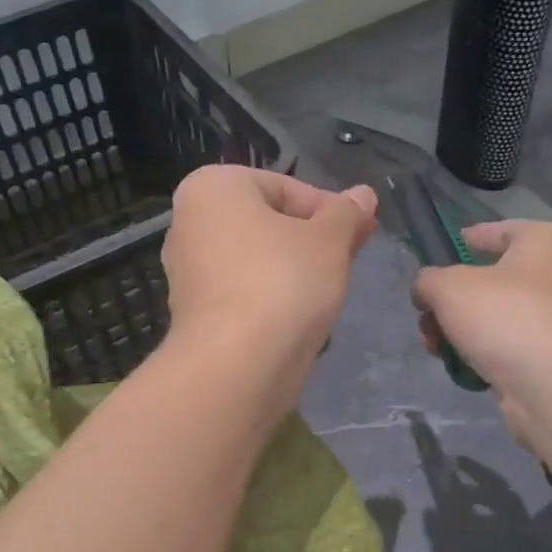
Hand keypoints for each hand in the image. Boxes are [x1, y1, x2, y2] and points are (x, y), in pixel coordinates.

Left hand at [161, 165, 377, 389]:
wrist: (237, 364)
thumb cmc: (283, 282)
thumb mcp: (329, 239)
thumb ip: (347, 213)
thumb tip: (363, 195)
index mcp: (212, 188)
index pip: (283, 186)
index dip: (328, 208)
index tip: (359, 231)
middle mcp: (189, 223)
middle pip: (267, 222)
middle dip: (310, 239)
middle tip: (348, 259)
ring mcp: (187, 272)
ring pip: (255, 260)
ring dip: (293, 270)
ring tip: (327, 290)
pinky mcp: (195, 314)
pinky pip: (243, 293)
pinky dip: (271, 299)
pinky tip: (298, 318)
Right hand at [410, 221, 551, 431]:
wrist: (550, 383)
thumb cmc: (504, 315)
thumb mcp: (448, 286)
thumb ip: (428, 280)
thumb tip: (426, 291)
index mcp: (543, 241)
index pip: (499, 231)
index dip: (467, 239)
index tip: (440, 253)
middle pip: (489, 280)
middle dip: (449, 300)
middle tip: (424, 315)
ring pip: (493, 317)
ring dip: (456, 330)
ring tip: (432, 346)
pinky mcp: (548, 356)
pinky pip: (504, 346)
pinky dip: (478, 354)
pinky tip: (456, 365)